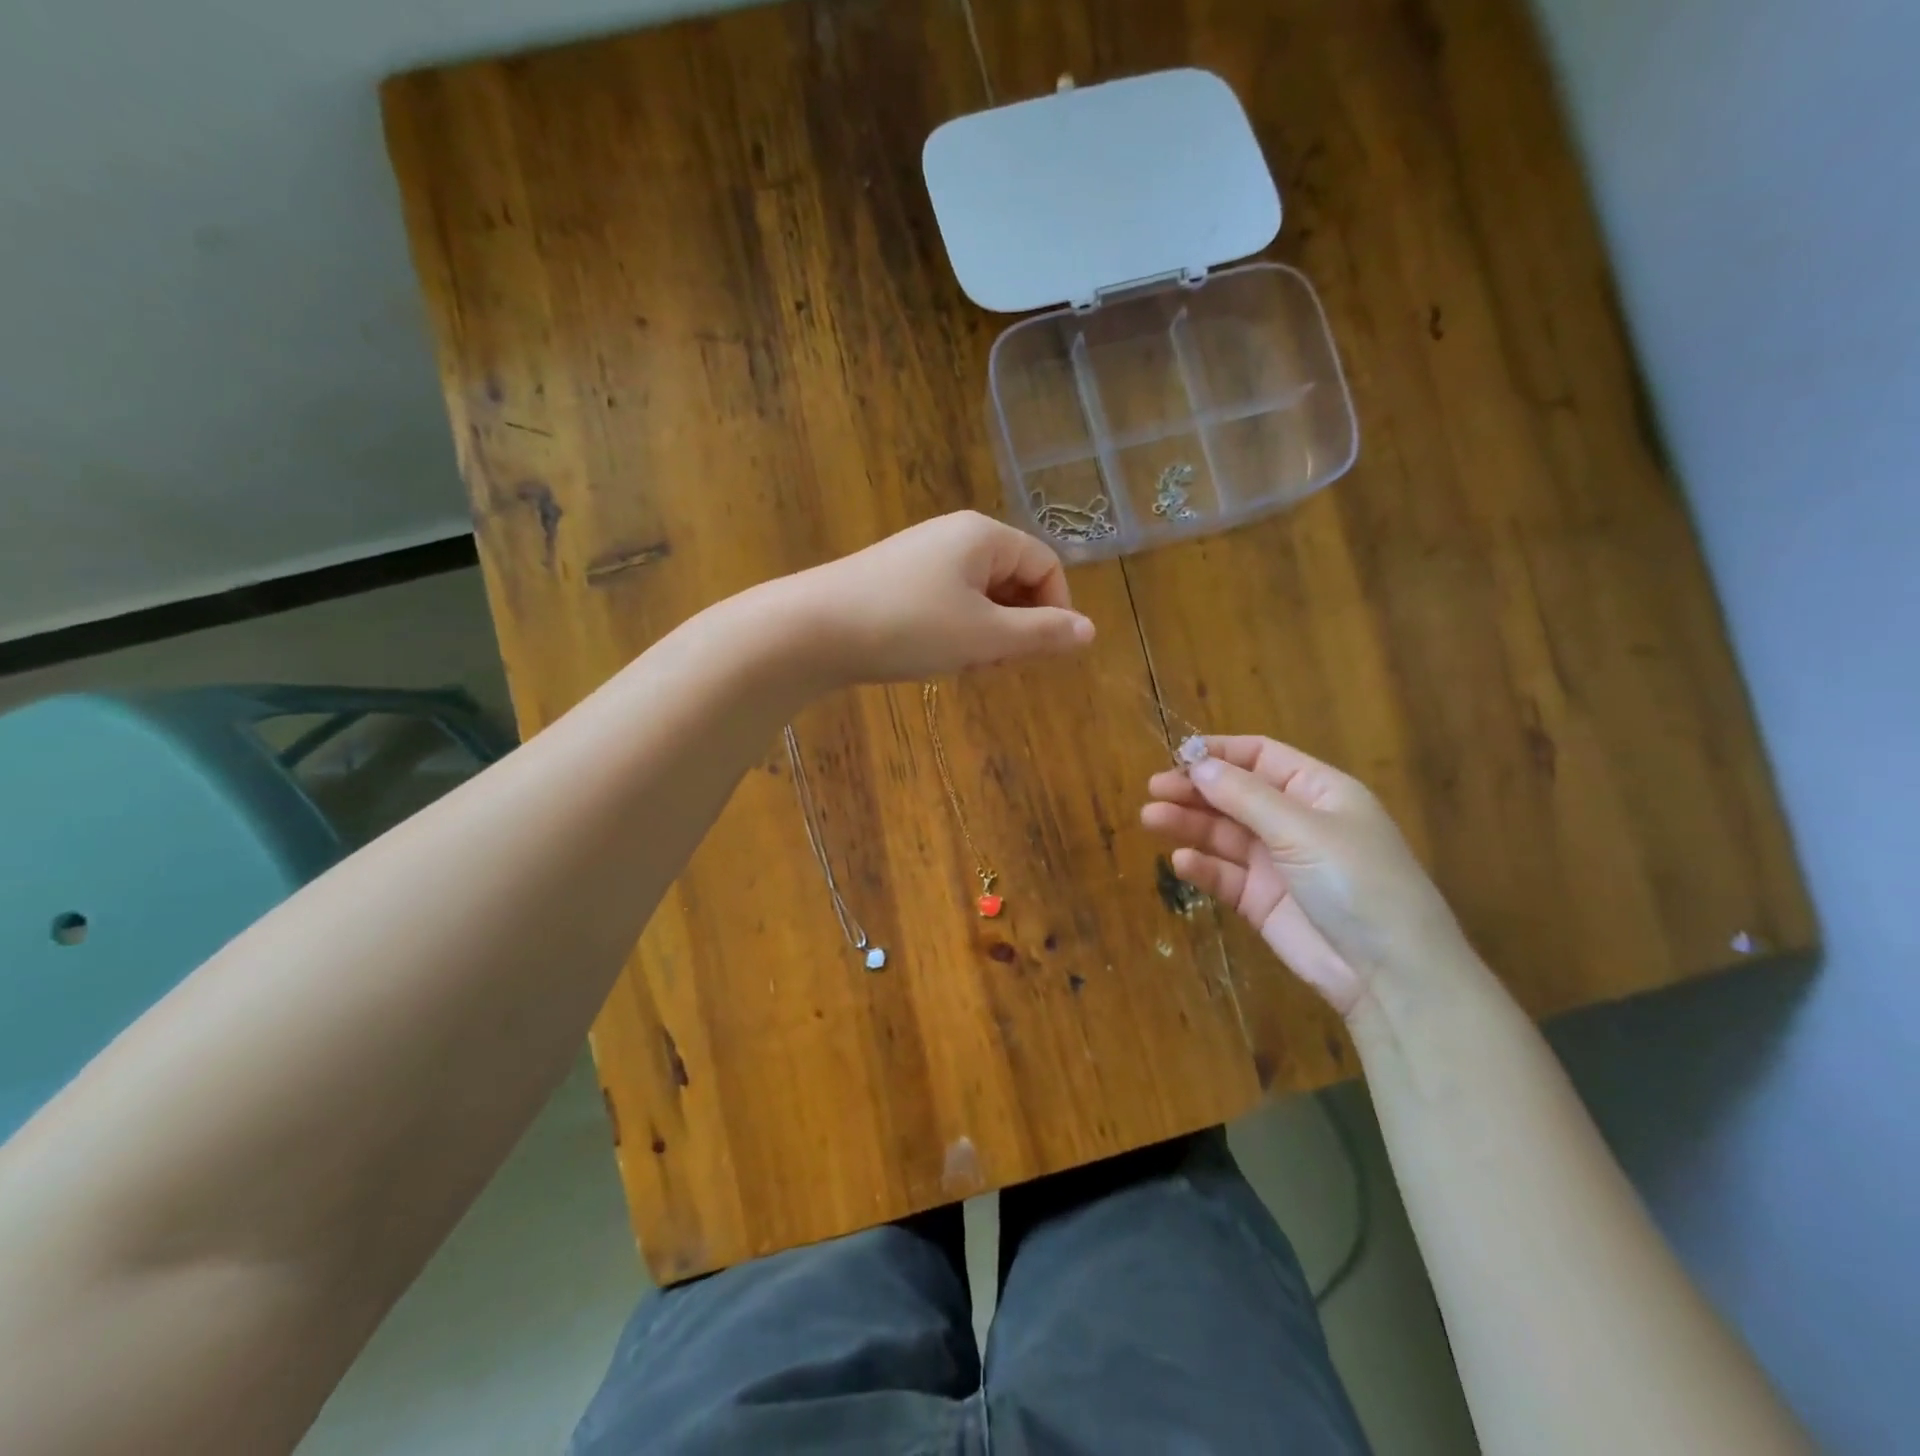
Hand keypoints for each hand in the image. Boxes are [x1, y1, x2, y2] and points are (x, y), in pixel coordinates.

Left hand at [790, 511, 1094, 683]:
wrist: (812, 629)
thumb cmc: (908, 627)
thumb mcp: (984, 637)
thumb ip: (1041, 634)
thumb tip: (1090, 631)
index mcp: (984, 535)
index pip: (1046, 565)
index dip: (1055, 610)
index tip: (1041, 654)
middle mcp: (955, 535)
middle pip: (1013, 578)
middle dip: (1015, 626)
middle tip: (993, 665)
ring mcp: (922, 555)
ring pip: (979, 595)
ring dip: (984, 634)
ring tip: (960, 664)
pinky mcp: (896, 579)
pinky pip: (947, 601)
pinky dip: (954, 630)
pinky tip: (932, 656)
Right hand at [1141, 736, 1472, 1017]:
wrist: (1389, 973)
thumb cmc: (1356, 882)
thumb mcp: (1302, 829)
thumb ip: (1245, 796)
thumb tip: (1198, 764)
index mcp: (1317, 792)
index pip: (1261, 757)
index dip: (1220, 753)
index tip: (1178, 756)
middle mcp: (1295, 822)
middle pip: (1235, 795)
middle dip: (1195, 789)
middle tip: (1154, 789)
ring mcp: (1277, 863)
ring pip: (1223, 834)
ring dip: (1189, 824)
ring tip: (1151, 818)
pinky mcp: (1262, 901)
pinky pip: (1225, 875)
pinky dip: (1203, 866)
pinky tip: (1182, 862)